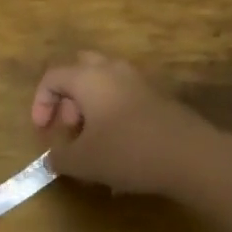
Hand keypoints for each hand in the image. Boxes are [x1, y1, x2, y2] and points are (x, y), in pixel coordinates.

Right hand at [30, 52, 223, 200]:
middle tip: (70, 129)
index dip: (41, 102)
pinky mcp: (158, 98)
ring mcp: (139, 82)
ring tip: (93, 142)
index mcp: (88, 77)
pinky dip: (113, 114)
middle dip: (69, 98)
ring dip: (92, 107)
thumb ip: (60, 158)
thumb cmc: (128, 151)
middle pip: (80, 70)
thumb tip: (52, 158)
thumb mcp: (83, 161)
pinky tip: (120, 149)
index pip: (53, 76)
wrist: (191, 155)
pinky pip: (125, 97)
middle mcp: (113, 70)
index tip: (43, 130)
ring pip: (105, 83)